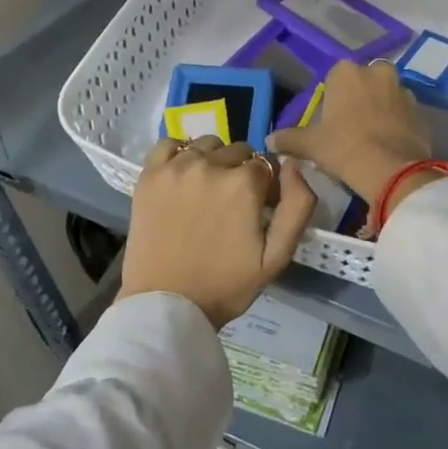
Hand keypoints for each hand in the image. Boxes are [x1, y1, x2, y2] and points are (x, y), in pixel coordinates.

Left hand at [119, 136, 318, 327]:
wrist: (166, 305)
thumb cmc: (225, 285)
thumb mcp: (277, 257)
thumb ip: (298, 206)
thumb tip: (293, 165)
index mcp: (244, 184)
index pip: (266, 165)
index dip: (266, 186)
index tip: (259, 208)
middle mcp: (211, 165)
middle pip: (238, 151)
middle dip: (241, 172)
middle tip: (232, 204)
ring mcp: (176, 167)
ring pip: (207, 145)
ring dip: (213, 161)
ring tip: (207, 191)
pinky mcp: (149, 175)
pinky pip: (169, 144)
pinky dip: (179, 153)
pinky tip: (182, 176)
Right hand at [268, 61, 445, 228]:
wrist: (392, 170)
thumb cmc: (344, 147)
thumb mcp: (310, 145)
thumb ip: (289, 139)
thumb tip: (269, 140)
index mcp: (347, 71)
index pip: (335, 78)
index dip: (332, 100)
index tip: (330, 122)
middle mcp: (377, 71)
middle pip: (364, 83)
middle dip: (359, 99)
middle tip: (350, 128)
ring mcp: (403, 90)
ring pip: (386, 96)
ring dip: (380, 110)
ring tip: (371, 138)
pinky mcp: (421, 111)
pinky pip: (403, 114)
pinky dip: (397, 124)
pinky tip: (388, 145)